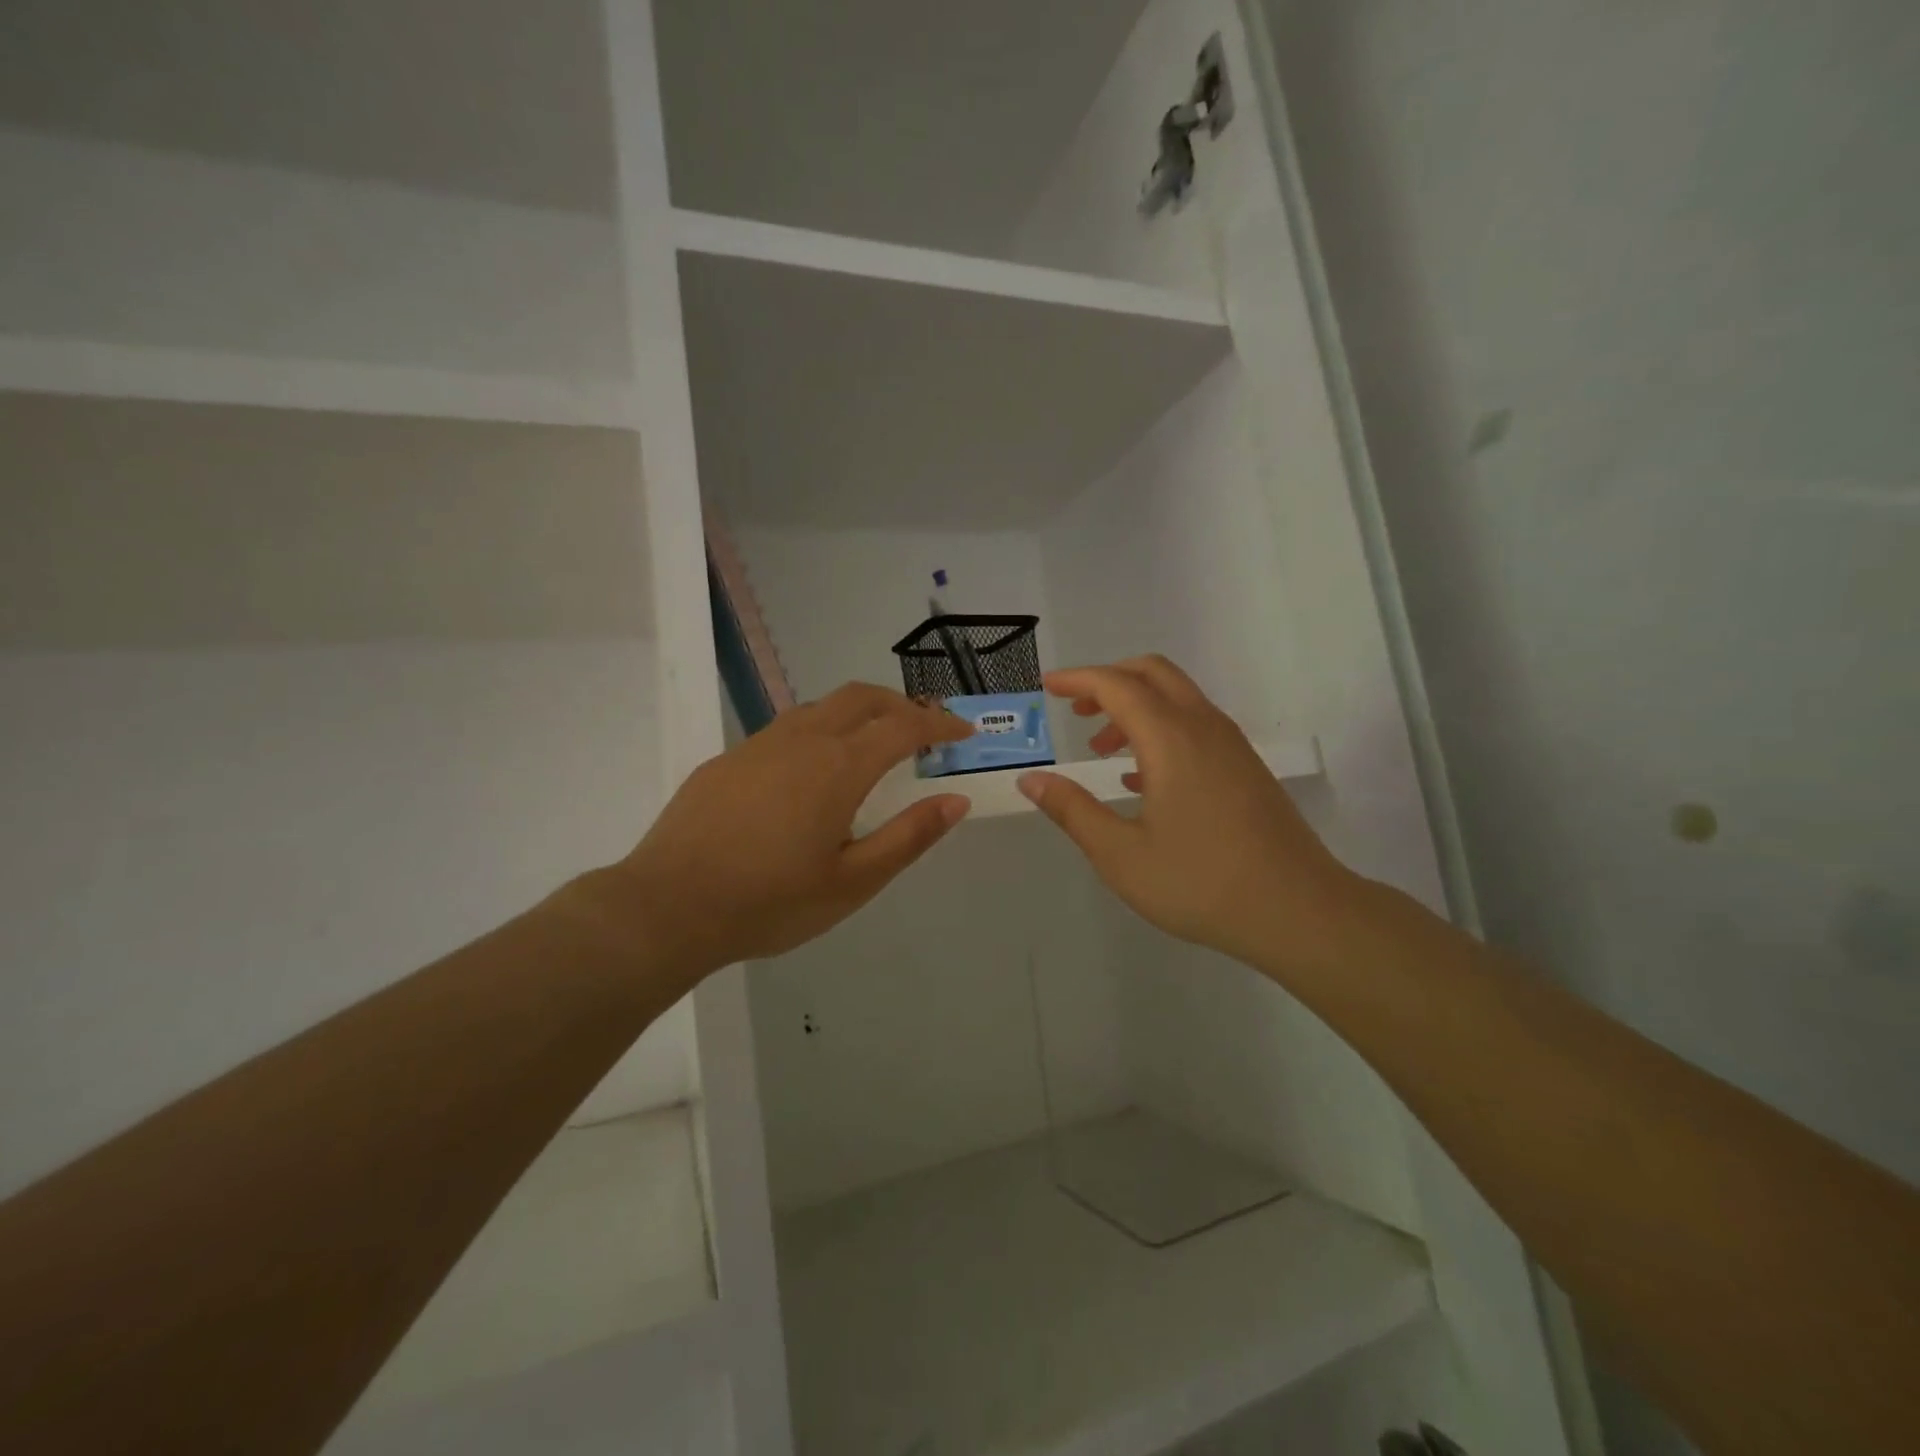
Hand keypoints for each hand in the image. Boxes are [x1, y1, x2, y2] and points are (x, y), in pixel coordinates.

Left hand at [603, 684, 973, 976]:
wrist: (668, 906)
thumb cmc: (770, 901)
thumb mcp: (853, 882)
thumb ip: (909, 837)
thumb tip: (956, 801)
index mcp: (839, 766)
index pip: (904, 726)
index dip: (939, 725)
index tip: (963, 733)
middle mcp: (801, 740)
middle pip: (860, 697)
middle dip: (899, 704)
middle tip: (921, 731)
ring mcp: (758, 745)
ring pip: (819, 708)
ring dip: (855, 715)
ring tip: (869, 748)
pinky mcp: (726, 760)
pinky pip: (784, 731)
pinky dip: (817, 734)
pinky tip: (807, 778)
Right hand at [1017, 656, 1368, 981]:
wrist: (1298, 910)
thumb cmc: (1200, 882)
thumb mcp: (1120, 854)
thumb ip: (1072, 811)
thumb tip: (1031, 781)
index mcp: (1170, 739)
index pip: (1116, 685)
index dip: (1077, 679)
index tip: (1046, 687)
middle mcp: (1203, 727)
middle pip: (1152, 673)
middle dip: (1108, 681)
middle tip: (1074, 710)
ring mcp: (1231, 745)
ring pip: (1177, 698)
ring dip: (1134, 707)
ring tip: (1101, 749)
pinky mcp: (1245, 767)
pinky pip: (1195, 725)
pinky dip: (1160, 729)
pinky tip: (1142, 777)